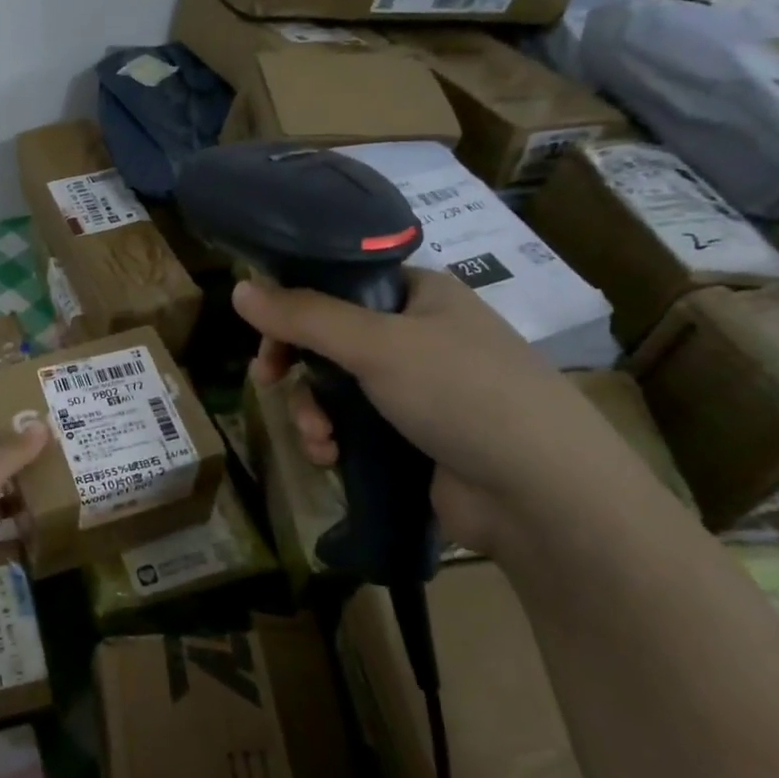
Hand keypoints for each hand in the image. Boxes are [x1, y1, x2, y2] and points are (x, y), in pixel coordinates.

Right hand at [233, 268, 649, 555]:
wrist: (539, 494)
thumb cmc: (461, 393)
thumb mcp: (375, 344)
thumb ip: (304, 316)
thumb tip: (239, 287)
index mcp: (420, 295)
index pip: (340, 283)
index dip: (295, 304)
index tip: (264, 333)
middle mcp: (418, 335)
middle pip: (330, 339)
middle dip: (297, 367)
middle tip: (268, 381)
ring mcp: (418, 389)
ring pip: (336, 388)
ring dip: (312, 412)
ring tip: (317, 439)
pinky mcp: (414, 437)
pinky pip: (353, 427)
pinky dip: (334, 440)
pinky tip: (331, 458)